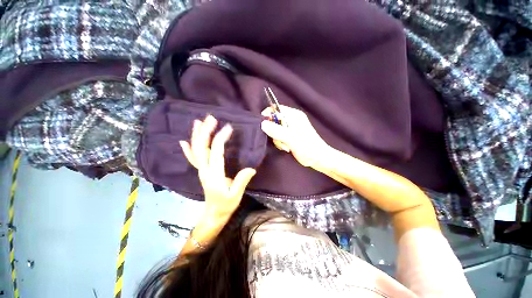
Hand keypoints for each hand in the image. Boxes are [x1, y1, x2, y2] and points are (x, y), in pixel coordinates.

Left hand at [179, 115, 255, 219]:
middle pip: (201, 147)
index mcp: (214, 174)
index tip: (228, 127)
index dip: (220, 138)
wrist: (214, 214)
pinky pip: (192, 159)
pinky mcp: (201, 171)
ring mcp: (201, 170)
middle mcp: (205, 170)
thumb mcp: (236, 195)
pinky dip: (187, 149)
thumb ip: (242, 181)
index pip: (216, 151)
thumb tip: (251, 168)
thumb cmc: (226, 204)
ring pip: (196, 150)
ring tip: (198, 122)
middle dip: (205, 131)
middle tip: (211, 118)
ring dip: (196, 135)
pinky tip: (183, 141)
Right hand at [261, 105, 330, 167]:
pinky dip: (280, 142)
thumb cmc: (307, 147)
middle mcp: (292, 119)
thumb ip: (277, 130)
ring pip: (276, 130)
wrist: (318, 159)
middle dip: (274, 131)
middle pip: (274, 120)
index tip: (264, 126)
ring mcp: (291, 128)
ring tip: (285, 146)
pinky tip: (286, 148)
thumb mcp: (291, 138)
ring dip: (277, 139)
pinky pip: (279, 136)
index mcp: (294, 115)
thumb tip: (262, 123)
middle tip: (279, 140)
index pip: (276, 109)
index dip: (268, 115)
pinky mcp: (290, 136)